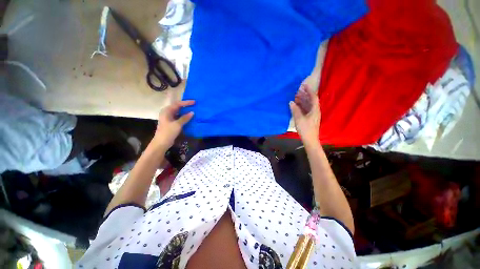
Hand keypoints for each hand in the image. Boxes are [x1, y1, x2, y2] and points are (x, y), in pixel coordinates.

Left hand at [152, 100, 194, 148]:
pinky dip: (184, 116)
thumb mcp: (177, 124)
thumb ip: (185, 118)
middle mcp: (167, 113)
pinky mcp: (171, 123)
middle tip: (194, 105)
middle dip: (186, 106)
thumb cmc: (168, 132)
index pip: (177, 104)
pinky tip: (190, 117)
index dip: (186, 103)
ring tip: (193, 110)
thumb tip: (192, 112)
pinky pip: (179, 117)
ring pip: (178, 112)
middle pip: (178, 107)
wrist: (162, 143)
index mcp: (167, 111)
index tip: (194, 102)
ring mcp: (169, 118)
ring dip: (185, 111)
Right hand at [289, 84, 320, 146]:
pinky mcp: (309, 118)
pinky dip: (301, 106)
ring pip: (307, 105)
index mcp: (315, 109)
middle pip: (310, 100)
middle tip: (297, 90)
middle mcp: (315, 110)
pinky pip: (305, 109)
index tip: (303, 85)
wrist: (310, 139)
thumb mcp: (299, 118)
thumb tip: (291, 102)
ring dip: (302, 100)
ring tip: (295, 96)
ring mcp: (312, 114)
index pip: (313, 97)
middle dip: (304, 94)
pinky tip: (296, 105)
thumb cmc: (305, 129)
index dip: (309, 90)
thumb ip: (295, 109)